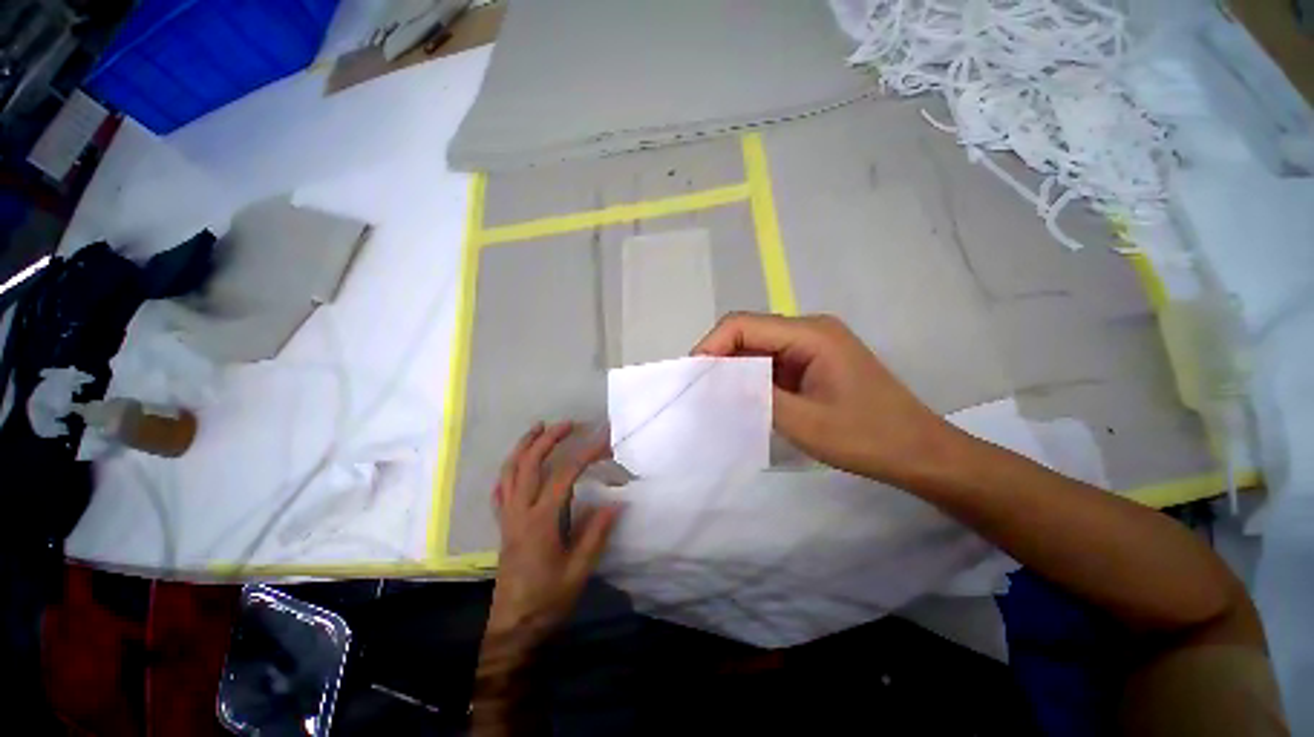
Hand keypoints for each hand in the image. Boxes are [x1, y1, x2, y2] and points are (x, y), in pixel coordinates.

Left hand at [486, 422, 620, 642]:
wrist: (512, 629)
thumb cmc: (548, 601)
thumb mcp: (578, 571)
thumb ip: (596, 535)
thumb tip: (616, 503)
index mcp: (541, 521)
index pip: (564, 475)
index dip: (585, 453)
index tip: (605, 441)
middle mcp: (520, 513)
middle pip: (529, 464)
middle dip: (548, 439)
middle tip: (567, 424)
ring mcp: (508, 518)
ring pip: (509, 472)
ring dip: (524, 447)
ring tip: (538, 429)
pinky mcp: (503, 526)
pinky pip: (500, 490)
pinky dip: (509, 470)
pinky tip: (517, 463)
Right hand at [693, 312, 958, 485]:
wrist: (918, 452)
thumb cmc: (865, 437)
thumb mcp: (802, 421)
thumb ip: (753, 395)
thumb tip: (713, 382)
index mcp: (810, 334)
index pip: (743, 325)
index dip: (711, 345)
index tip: (693, 376)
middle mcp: (810, 329)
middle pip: (749, 331)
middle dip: (719, 357)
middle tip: (699, 389)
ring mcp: (813, 345)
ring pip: (758, 346)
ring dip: (734, 368)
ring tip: (715, 395)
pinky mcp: (813, 361)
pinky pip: (772, 360)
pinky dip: (752, 376)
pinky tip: (743, 396)